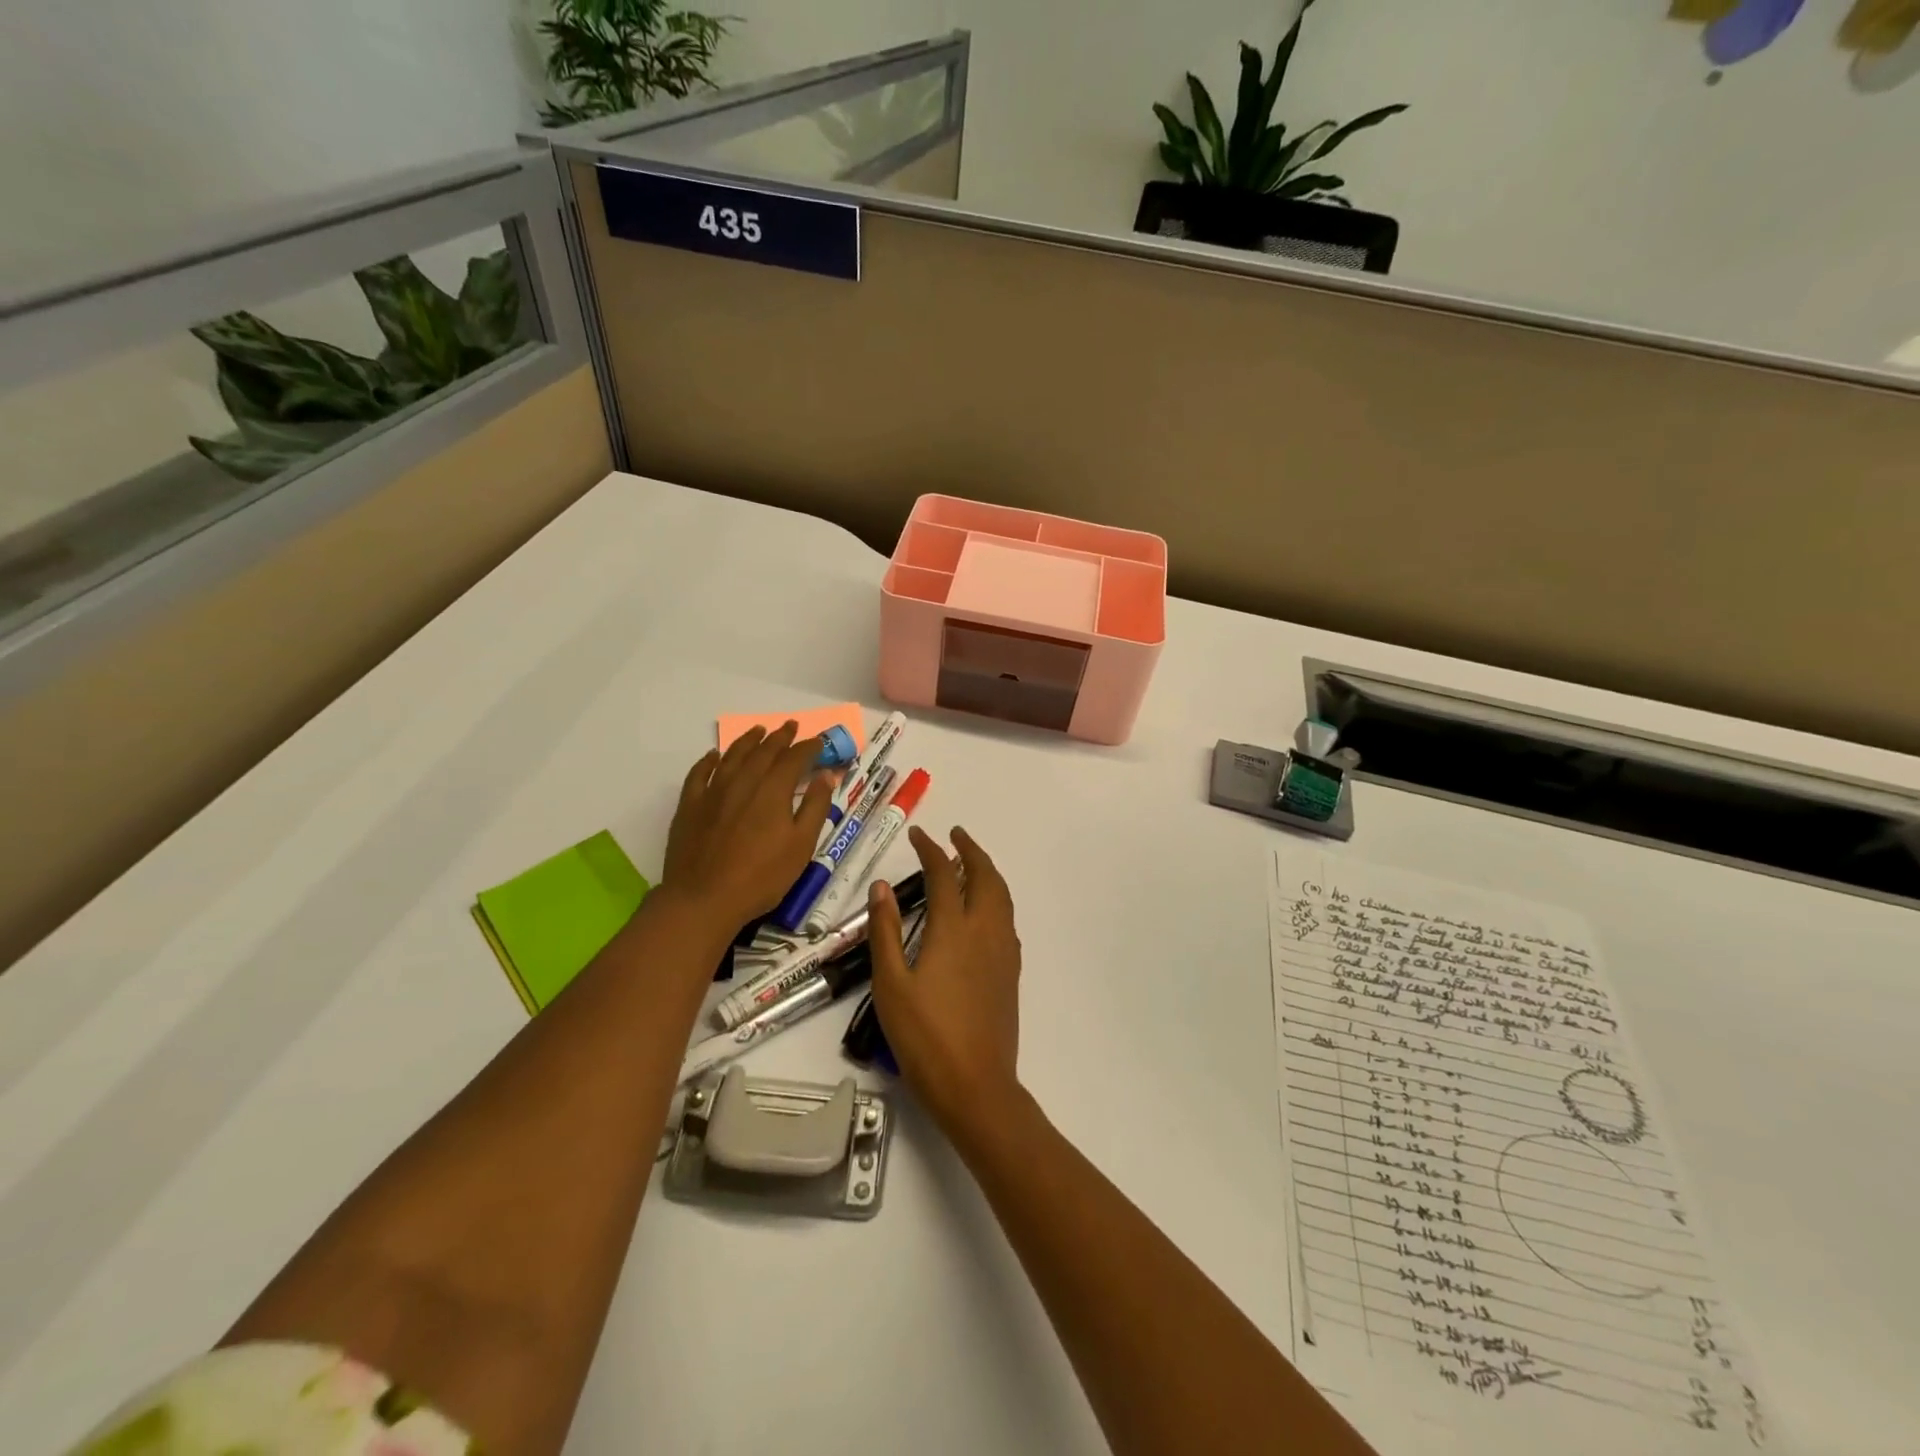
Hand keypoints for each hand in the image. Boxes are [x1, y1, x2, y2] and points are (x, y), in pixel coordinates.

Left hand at [661, 723, 832, 931]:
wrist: (703, 899)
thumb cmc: (761, 877)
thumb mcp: (801, 846)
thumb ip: (816, 807)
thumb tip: (827, 775)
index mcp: (773, 790)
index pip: (794, 758)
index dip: (808, 747)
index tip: (818, 741)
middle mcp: (743, 782)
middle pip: (763, 751)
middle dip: (779, 737)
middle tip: (790, 726)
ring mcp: (712, 792)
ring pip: (732, 756)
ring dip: (747, 740)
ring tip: (757, 730)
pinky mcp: (690, 806)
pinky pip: (699, 773)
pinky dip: (709, 760)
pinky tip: (713, 755)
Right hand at [868, 826, 1022, 1137]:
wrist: (976, 1086)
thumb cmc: (925, 1037)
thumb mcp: (891, 985)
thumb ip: (886, 932)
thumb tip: (882, 887)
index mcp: (954, 930)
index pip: (944, 874)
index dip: (931, 849)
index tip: (919, 835)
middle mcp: (985, 931)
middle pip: (985, 876)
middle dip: (971, 850)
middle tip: (955, 836)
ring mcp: (1003, 952)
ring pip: (1002, 896)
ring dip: (987, 871)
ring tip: (970, 863)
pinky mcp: (1011, 972)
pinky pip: (1007, 919)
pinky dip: (996, 898)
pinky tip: (983, 911)